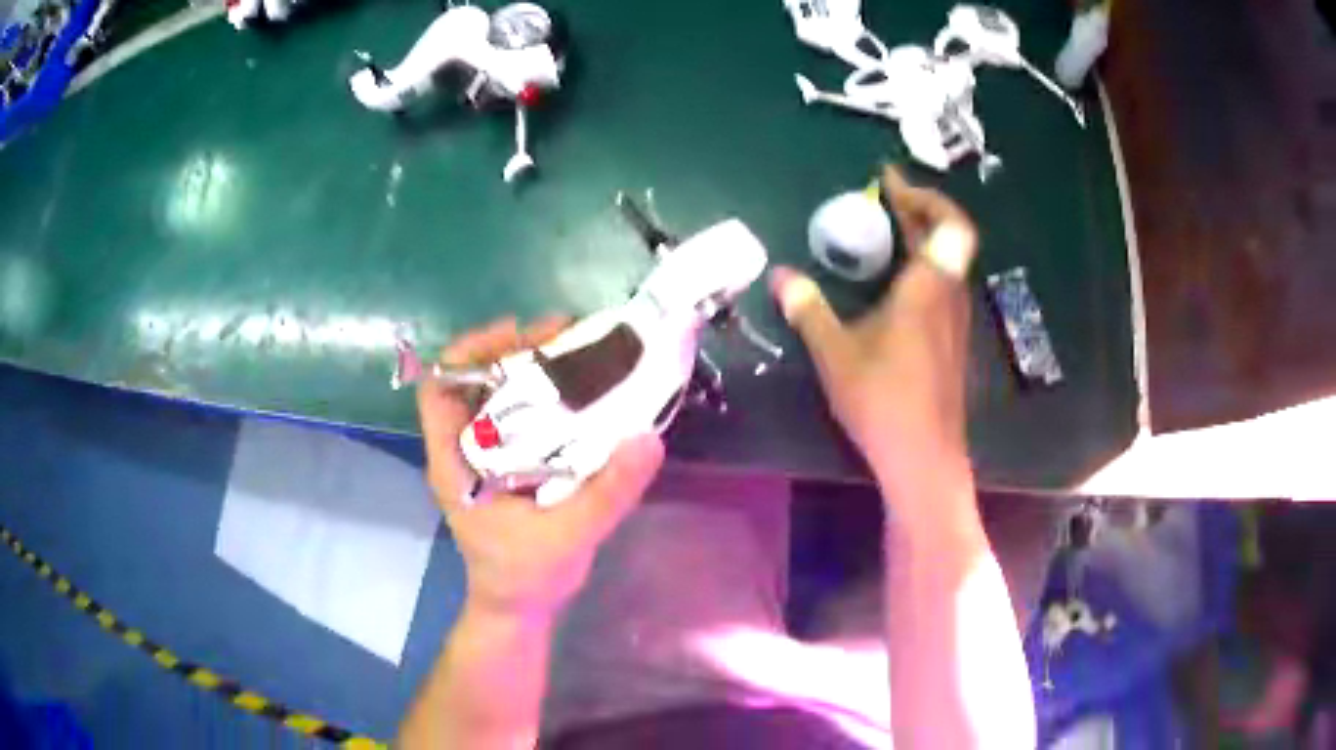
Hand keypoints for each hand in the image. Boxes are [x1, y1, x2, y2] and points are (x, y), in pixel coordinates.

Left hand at [417, 317, 664, 618]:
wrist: (519, 608)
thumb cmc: (526, 577)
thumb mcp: (569, 536)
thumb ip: (607, 492)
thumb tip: (647, 438)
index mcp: (454, 463)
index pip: (438, 389)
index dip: (470, 351)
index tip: (518, 335)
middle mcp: (462, 451)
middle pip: (471, 380)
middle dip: (513, 350)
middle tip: (563, 335)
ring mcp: (482, 457)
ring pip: (496, 394)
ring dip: (531, 369)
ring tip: (577, 353)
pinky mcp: (505, 464)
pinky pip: (518, 416)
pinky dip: (543, 396)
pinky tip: (580, 393)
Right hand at [771, 167, 976, 497]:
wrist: (923, 458)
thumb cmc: (883, 399)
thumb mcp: (835, 353)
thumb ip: (808, 309)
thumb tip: (780, 275)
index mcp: (928, 287)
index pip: (950, 224)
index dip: (926, 196)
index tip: (892, 184)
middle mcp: (949, 297)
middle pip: (949, 238)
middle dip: (917, 211)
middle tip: (884, 199)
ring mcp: (954, 322)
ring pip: (947, 264)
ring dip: (922, 240)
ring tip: (887, 233)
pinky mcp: (951, 344)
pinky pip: (941, 287)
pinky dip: (922, 268)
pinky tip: (894, 284)